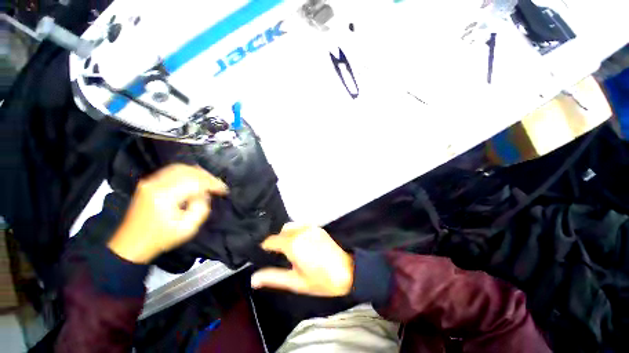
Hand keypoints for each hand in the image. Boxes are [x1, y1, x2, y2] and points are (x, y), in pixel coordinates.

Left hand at [108, 163, 228, 263]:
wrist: (131, 244)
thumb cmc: (160, 238)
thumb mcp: (188, 229)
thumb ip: (201, 208)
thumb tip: (205, 194)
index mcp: (165, 196)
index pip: (195, 181)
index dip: (213, 183)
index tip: (224, 190)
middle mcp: (156, 183)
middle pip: (188, 170)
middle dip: (207, 177)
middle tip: (218, 186)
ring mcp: (150, 181)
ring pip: (180, 167)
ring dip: (198, 173)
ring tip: (209, 182)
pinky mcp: (149, 182)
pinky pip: (172, 170)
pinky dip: (187, 172)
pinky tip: (195, 179)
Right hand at [251, 223, 353, 296]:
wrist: (346, 271)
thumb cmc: (320, 280)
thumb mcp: (295, 282)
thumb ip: (273, 277)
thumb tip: (253, 278)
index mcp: (293, 244)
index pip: (271, 240)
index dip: (265, 247)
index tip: (264, 253)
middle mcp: (300, 231)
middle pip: (281, 232)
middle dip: (277, 241)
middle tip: (279, 255)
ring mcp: (310, 227)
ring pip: (291, 226)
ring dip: (287, 235)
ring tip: (291, 250)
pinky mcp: (317, 227)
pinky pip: (301, 226)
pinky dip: (297, 232)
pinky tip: (302, 243)